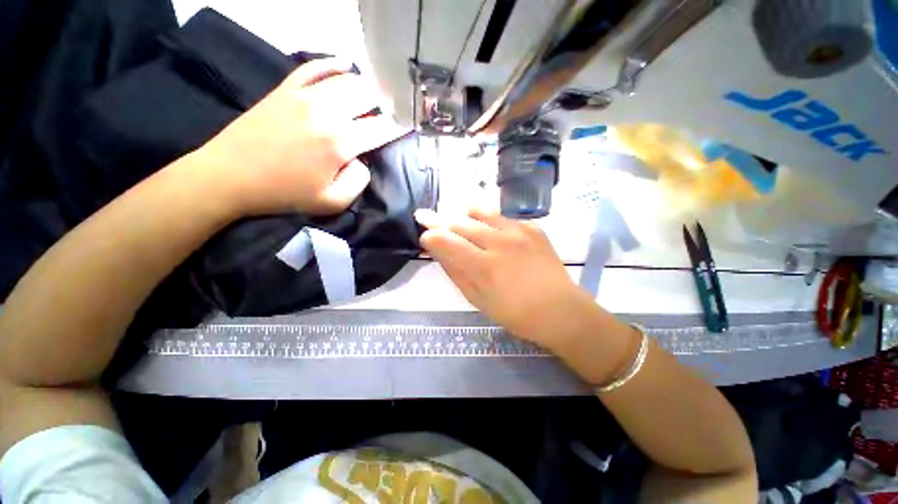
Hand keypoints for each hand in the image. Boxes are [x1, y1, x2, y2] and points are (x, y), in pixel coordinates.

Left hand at [195, 58, 408, 215]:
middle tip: (390, 112)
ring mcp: (304, 95)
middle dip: (385, 103)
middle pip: (368, 96)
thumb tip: (362, 160)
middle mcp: (327, 112)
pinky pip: (315, 66)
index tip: (409, 125)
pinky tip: (345, 65)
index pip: (381, 128)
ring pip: (347, 79)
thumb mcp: (332, 202)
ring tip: (374, 95)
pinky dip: (334, 64)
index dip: (399, 126)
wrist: (230, 176)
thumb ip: (358, 182)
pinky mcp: (286, 89)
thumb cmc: (284, 194)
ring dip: (365, 86)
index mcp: (340, 143)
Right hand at [415, 208, 601, 349]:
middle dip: (441, 221)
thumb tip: (439, 251)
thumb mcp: (478, 300)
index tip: (425, 236)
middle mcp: (500, 242)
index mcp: (484, 266)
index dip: (431, 236)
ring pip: (481, 212)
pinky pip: (503, 217)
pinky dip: (491, 221)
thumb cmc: (515, 313)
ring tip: (462, 223)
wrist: (560, 309)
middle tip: (431, 221)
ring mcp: (519, 231)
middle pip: (460, 222)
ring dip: (465, 216)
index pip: (447, 240)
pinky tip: (493, 233)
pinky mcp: (533, 228)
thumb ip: (456, 272)